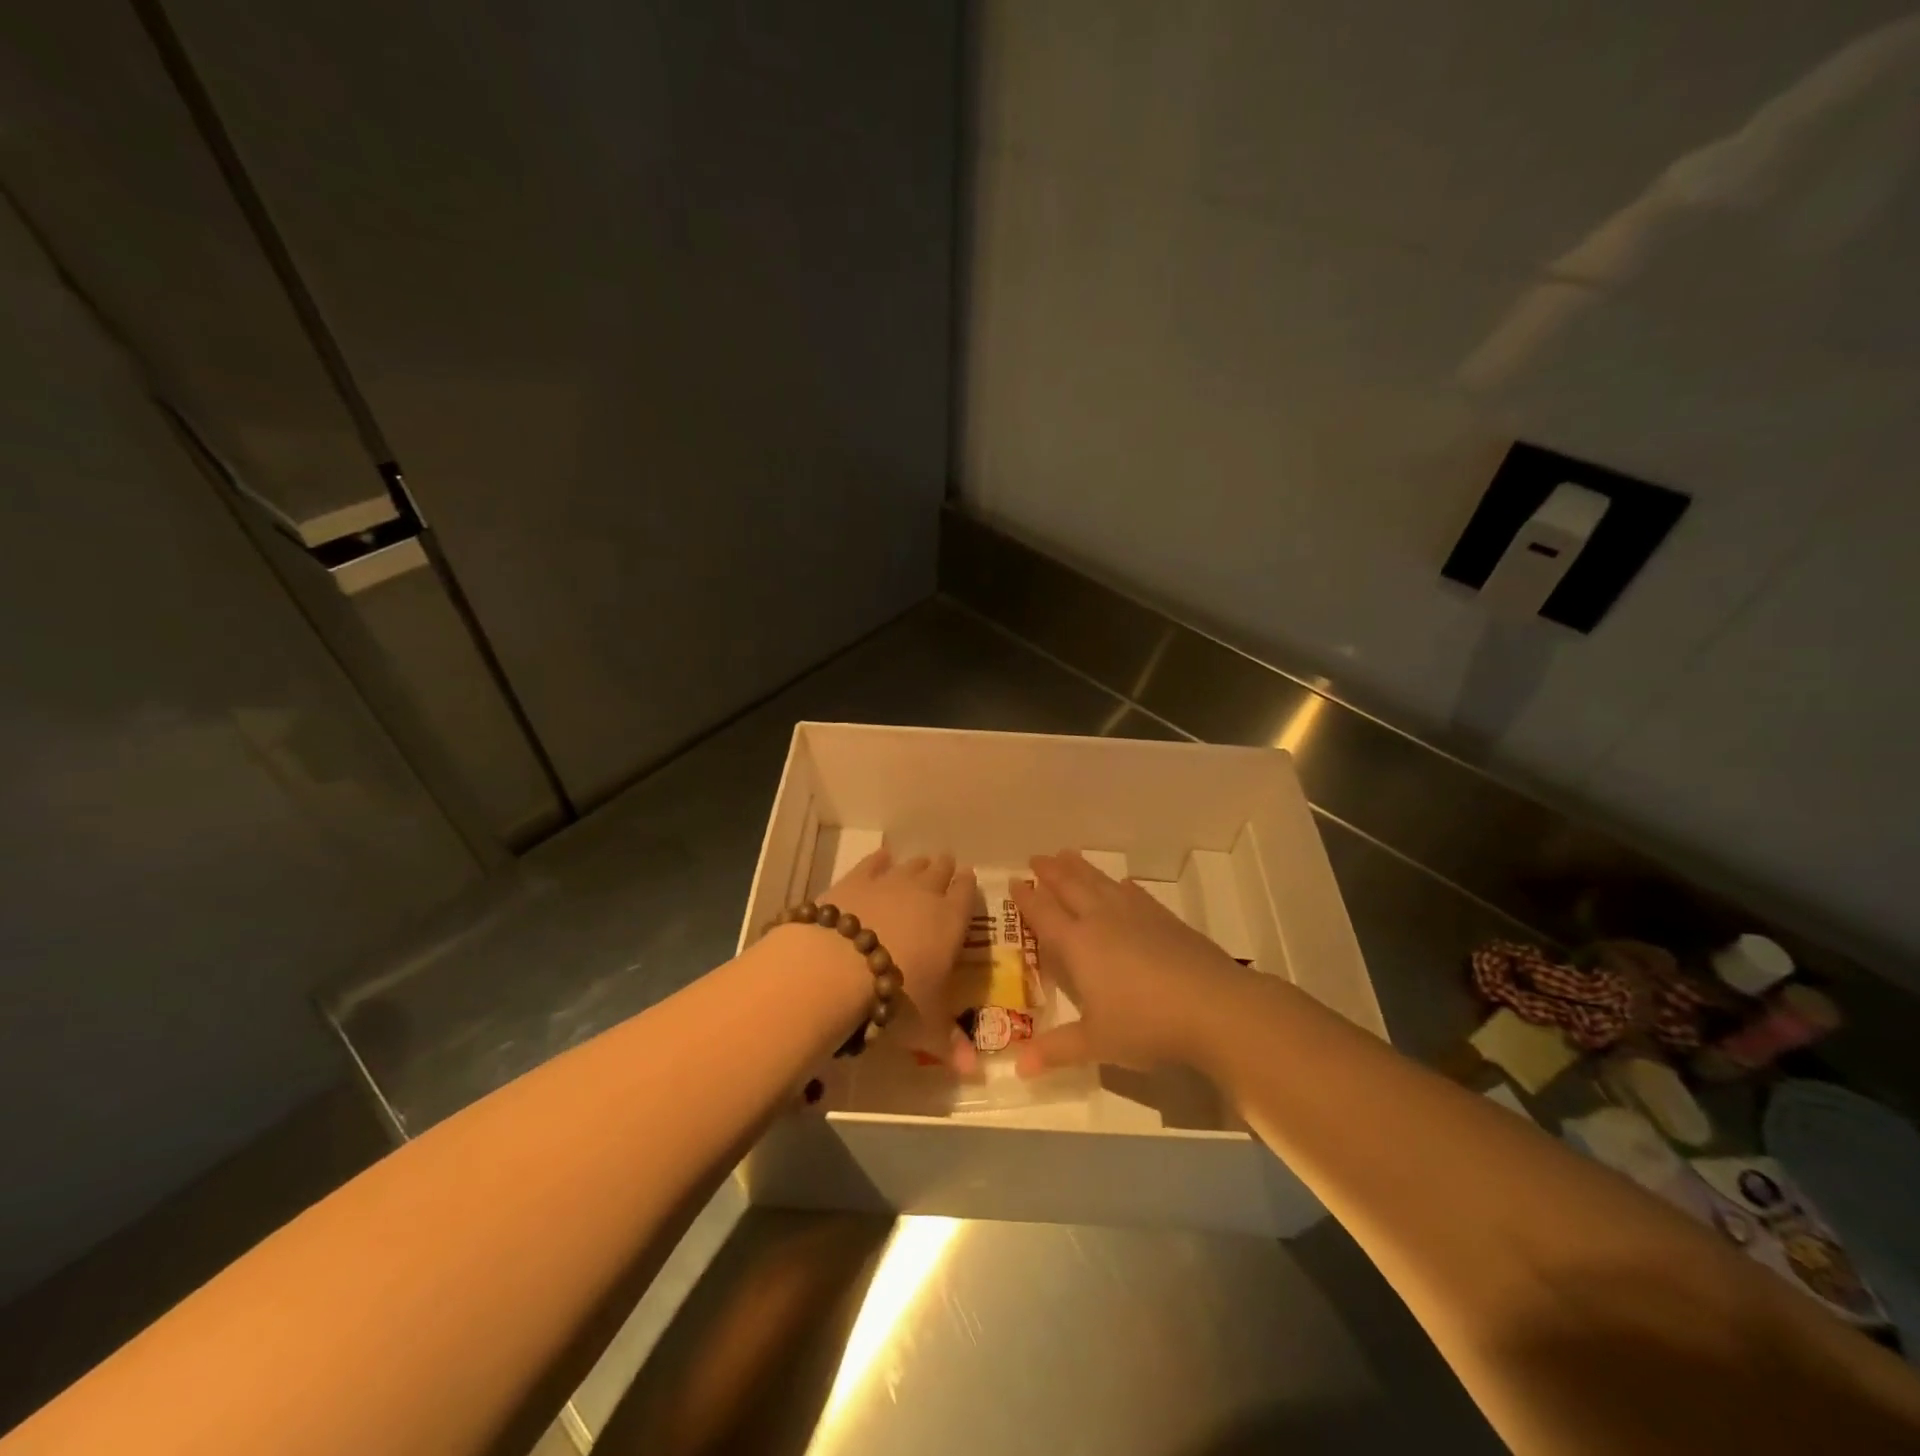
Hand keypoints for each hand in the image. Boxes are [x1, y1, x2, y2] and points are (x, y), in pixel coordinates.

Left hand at [822, 847, 975, 1062]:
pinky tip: (881, 859)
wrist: (838, 965)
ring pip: (911, 865)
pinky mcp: (856, 879)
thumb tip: (974, 1073)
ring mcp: (889, 882)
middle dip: (944, 871)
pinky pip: (874, 863)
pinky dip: (880, 860)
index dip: (967, 887)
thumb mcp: (925, 1026)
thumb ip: (948, 1043)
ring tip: (920, 864)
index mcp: (951, 922)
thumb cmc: (895, 996)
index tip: (968, 880)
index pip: (966, 895)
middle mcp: (925, 894)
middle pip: (940, 872)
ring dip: (917, 865)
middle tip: (946, 867)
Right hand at [1010, 849, 1249, 1074]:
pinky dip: (1120, 885)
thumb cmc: (1146, 1025)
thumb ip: (1056, 1050)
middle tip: (1036, 857)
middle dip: (1050, 872)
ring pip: (1100, 882)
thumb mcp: (1097, 1043)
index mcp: (1078, 944)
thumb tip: (1017, 1067)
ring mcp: (1136, 914)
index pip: (1044, 914)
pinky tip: (1121, 884)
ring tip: (1067, 854)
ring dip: (1080, 868)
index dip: (1027, 898)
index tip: (1014, 881)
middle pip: (1070, 887)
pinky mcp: (1165, 918)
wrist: (1214, 1007)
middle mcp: (1102, 920)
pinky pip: (1134, 893)